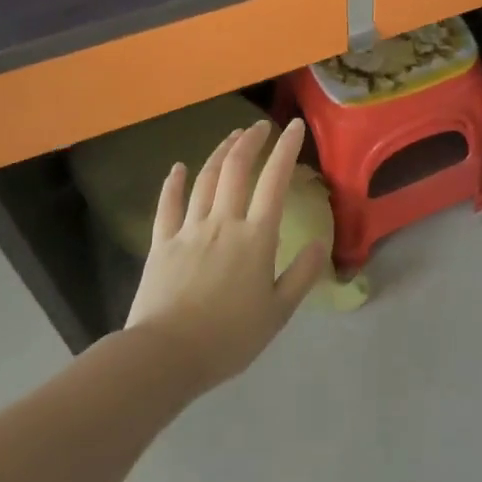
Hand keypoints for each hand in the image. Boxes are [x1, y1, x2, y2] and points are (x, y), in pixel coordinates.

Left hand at [125, 119, 327, 390]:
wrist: (165, 355)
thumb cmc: (228, 338)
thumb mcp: (277, 313)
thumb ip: (301, 275)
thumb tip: (320, 242)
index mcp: (255, 237)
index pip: (274, 181)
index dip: (286, 149)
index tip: (294, 126)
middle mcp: (223, 222)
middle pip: (236, 168)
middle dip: (250, 141)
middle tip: (259, 126)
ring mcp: (189, 229)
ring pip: (205, 179)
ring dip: (219, 153)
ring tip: (231, 137)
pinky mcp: (161, 243)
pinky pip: (168, 205)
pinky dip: (174, 183)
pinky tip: (178, 168)